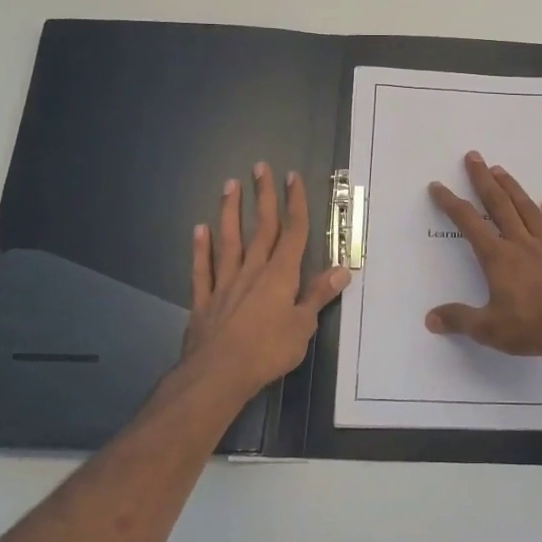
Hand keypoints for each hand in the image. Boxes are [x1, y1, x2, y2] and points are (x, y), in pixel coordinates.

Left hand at [183, 163, 349, 397]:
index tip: (292, 177)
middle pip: (261, 228)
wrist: (218, 374)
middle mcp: (253, 271)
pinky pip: (203, 269)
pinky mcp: (204, 301)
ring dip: (230, 212)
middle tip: (260, 167)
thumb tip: (342, 270)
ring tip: (229, 185)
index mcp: (280, 275)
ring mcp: (225, 283)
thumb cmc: (268, 350)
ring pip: (229, 241)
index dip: (295, 203)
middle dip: (264, 196)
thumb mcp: (303, 326)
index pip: (293, 232)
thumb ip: (318, 295)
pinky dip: (201, 249)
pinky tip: (199, 230)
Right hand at [425, 151, 541, 361]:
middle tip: (474, 157)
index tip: (439, 186)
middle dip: (484, 181)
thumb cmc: (532, 328)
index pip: (469, 224)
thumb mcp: (488, 329)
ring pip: (529, 211)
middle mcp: (523, 245)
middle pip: (500, 206)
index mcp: (499, 258)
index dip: (452, 203)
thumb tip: (430, 318)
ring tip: (502, 171)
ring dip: (514, 190)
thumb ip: (459, 320)